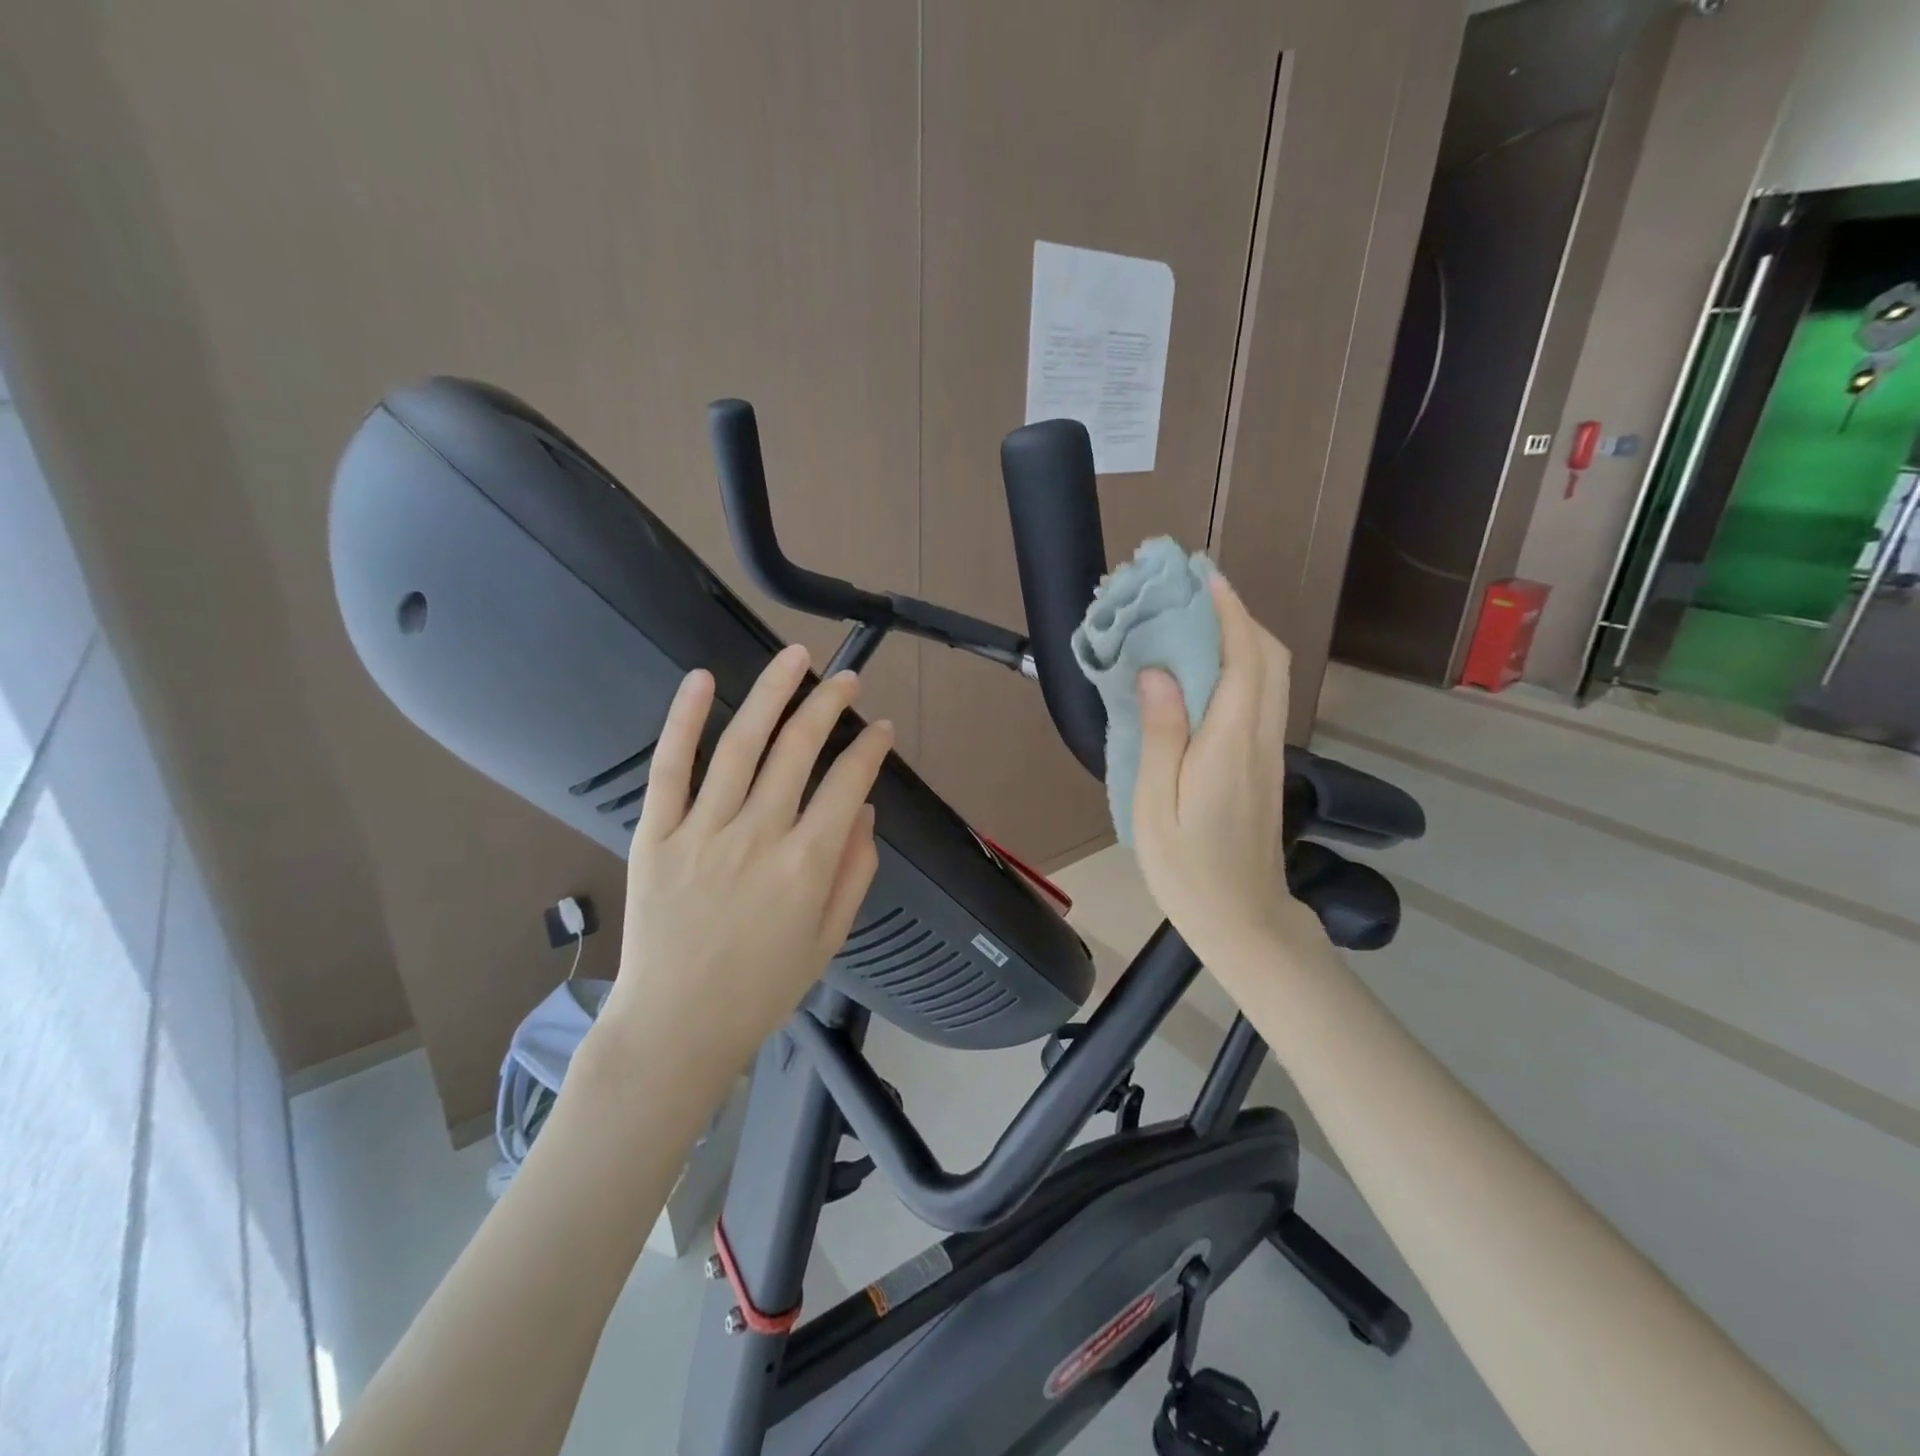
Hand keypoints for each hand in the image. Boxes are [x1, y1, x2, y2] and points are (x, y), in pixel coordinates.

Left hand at [599, 644, 892, 1067]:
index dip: (869, 748)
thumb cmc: (762, 987)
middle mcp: (758, 836)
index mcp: (807, 865)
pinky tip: (702, 680)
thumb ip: (855, 871)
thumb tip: (864, 810)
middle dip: (828, 705)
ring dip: (773, 693)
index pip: (847, 783)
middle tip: (845, 680)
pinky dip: (684, 719)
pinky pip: (670, 768)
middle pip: (798, 749)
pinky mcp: (655, 834)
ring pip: (742, 744)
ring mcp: (702, 831)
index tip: (879, 728)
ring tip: (795, 657)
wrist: (676, 1027)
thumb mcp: (829, 938)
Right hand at [1132, 576, 1308, 972]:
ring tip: (1195, 622)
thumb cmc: (1188, 869)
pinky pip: (1261, 698)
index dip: (1227, 611)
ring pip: (1270, 677)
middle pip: (1267, 658)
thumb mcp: (1156, 806)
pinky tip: (1205, 673)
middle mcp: (1258, 737)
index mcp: (1230, 743)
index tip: (1202, 576)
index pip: (1242, 658)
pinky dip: (1242, 668)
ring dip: (1241, 638)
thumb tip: (1157, 671)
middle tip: (1193, 594)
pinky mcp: (1264, 764)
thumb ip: (1160, 735)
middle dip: (1237, 615)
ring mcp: (1267, 751)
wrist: (1243, 919)